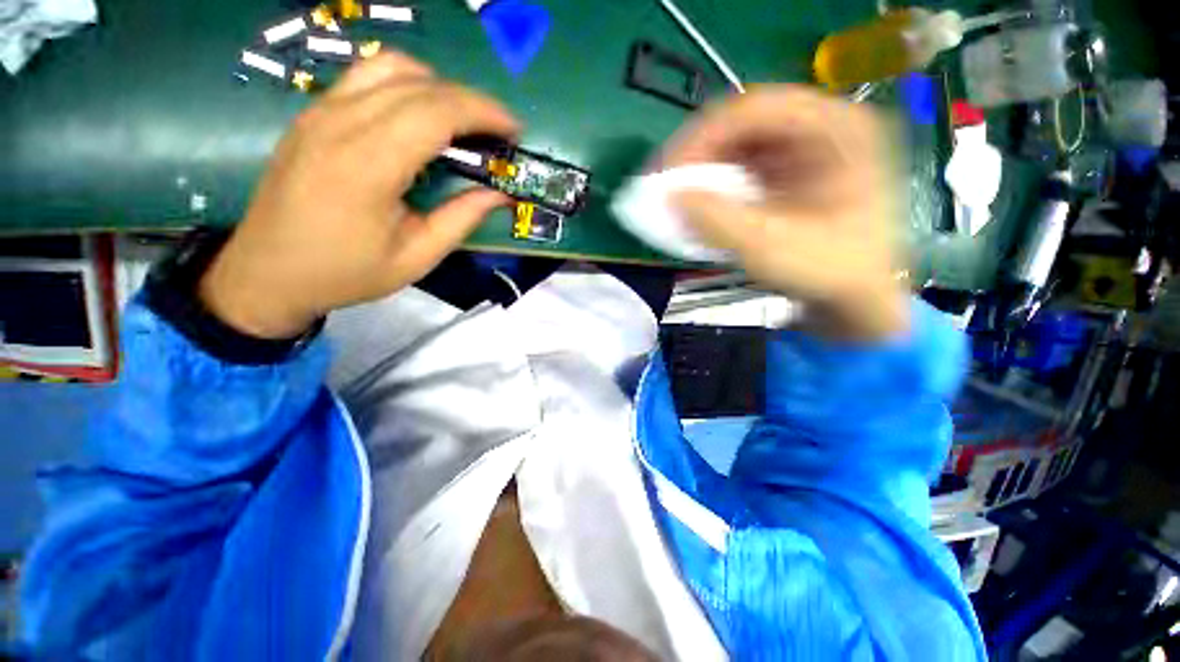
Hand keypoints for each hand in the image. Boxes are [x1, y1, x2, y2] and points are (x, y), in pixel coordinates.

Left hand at [200, 52, 519, 338]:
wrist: (267, 273)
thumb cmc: (346, 272)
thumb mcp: (417, 257)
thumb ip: (461, 219)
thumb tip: (500, 194)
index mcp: (368, 165)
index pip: (436, 111)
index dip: (484, 113)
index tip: (514, 129)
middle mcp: (340, 123)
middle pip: (419, 84)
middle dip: (470, 101)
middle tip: (497, 132)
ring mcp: (320, 112)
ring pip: (389, 67)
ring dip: (437, 86)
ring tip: (461, 121)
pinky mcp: (312, 114)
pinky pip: (365, 77)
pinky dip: (406, 85)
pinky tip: (420, 117)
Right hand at [662, 86, 908, 341]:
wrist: (856, 299)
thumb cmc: (830, 272)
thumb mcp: (772, 248)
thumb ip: (718, 221)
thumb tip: (669, 196)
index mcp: (837, 127)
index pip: (755, 108)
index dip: (702, 137)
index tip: (667, 175)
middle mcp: (821, 126)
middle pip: (744, 123)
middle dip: (697, 154)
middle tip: (664, 185)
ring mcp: (804, 149)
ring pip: (738, 145)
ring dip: (702, 171)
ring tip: (675, 197)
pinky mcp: (788, 173)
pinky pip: (741, 167)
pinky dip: (714, 185)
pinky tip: (698, 205)